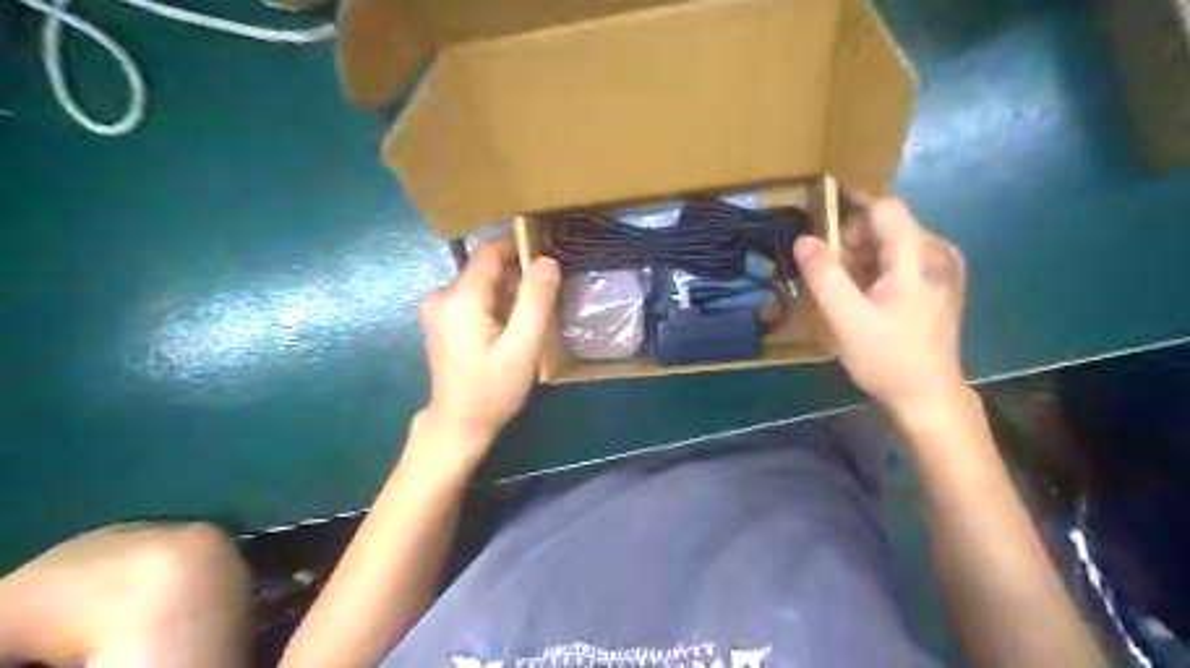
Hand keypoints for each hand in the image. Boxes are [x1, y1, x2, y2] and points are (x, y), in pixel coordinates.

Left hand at [416, 236, 560, 452]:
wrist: (458, 423)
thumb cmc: (493, 389)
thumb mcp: (523, 347)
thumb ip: (535, 301)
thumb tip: (546, 261)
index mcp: (460, 298)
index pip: (489, 252)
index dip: (519, 247)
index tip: (547, 256)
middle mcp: (441, 295)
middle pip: (485, 268)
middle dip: (516, 277)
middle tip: (543, 301)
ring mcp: (436, 308)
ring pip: (480, 282)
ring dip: (507, 293)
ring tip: (527, 320)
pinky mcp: (440, 319)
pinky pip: (472, 297)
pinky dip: (493, 304)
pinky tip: (507, 330)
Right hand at [788, 195, 963, 411]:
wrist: (928, 396)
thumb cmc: (887, 358)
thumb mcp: (846, 318)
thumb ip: (824, 275)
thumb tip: (803, 239)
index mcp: (918, 256)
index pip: (884, 207)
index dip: (849, 207)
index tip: (818, 223)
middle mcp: (937, 252)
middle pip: (887, 224)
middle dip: (851, 239)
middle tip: (825, 269)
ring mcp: (942, 269)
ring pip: (892, 243)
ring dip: (860, 256)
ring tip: (840, 287)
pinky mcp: (939, 285)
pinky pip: (901, 260)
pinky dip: (875, 269)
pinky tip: (863, 296)